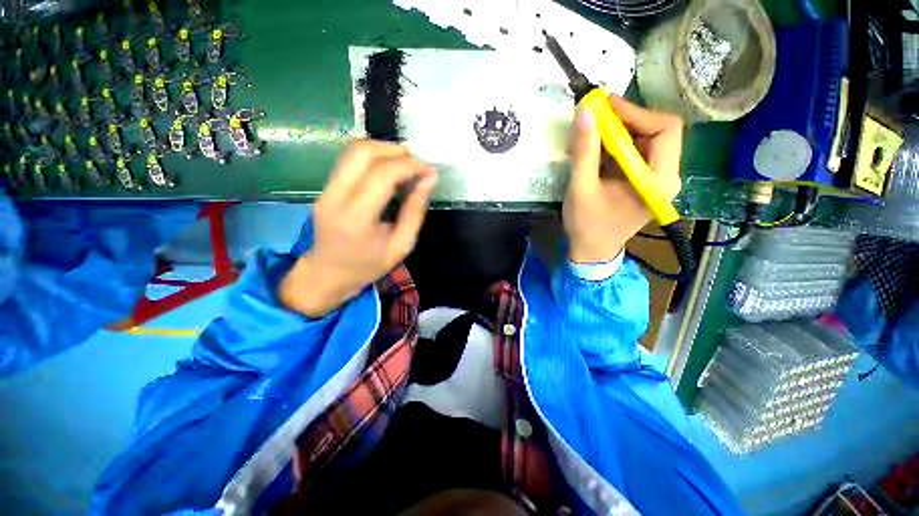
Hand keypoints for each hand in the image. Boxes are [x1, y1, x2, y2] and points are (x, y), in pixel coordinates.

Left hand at [280, 140, 436, 317]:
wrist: (327, 274)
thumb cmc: (368, 266)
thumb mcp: (402, 245)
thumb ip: (415, 211)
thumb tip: (429, 179)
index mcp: (356, 218)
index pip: (382, 175)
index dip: (410, 166)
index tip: (429, 170)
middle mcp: (335, 197)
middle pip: (362, 153)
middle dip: (395, 151)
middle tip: (417, 163)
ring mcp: (326, 190)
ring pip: (353, 151)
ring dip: (383, 150)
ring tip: (405, 164)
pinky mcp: (325, 187)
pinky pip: (349, 160)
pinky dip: (373, 157)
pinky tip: (388, 170)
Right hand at [564, 95, 682, 262]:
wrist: (591, 251)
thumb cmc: (587, 225)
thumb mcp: (581, 188)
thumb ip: (584, 151)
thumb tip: (584, 112)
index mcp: (658, 181)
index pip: (665, 130)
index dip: (636, 112)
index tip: (605, 105)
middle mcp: (666, 176)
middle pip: (658, 131)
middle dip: (627, 120)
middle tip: (596, 115)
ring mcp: (656, 179)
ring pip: (646, 140)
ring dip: (620, 131)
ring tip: (592, 130)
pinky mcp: (644, 181)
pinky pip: (636, 153)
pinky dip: (616, 145)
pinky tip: (596, 147)